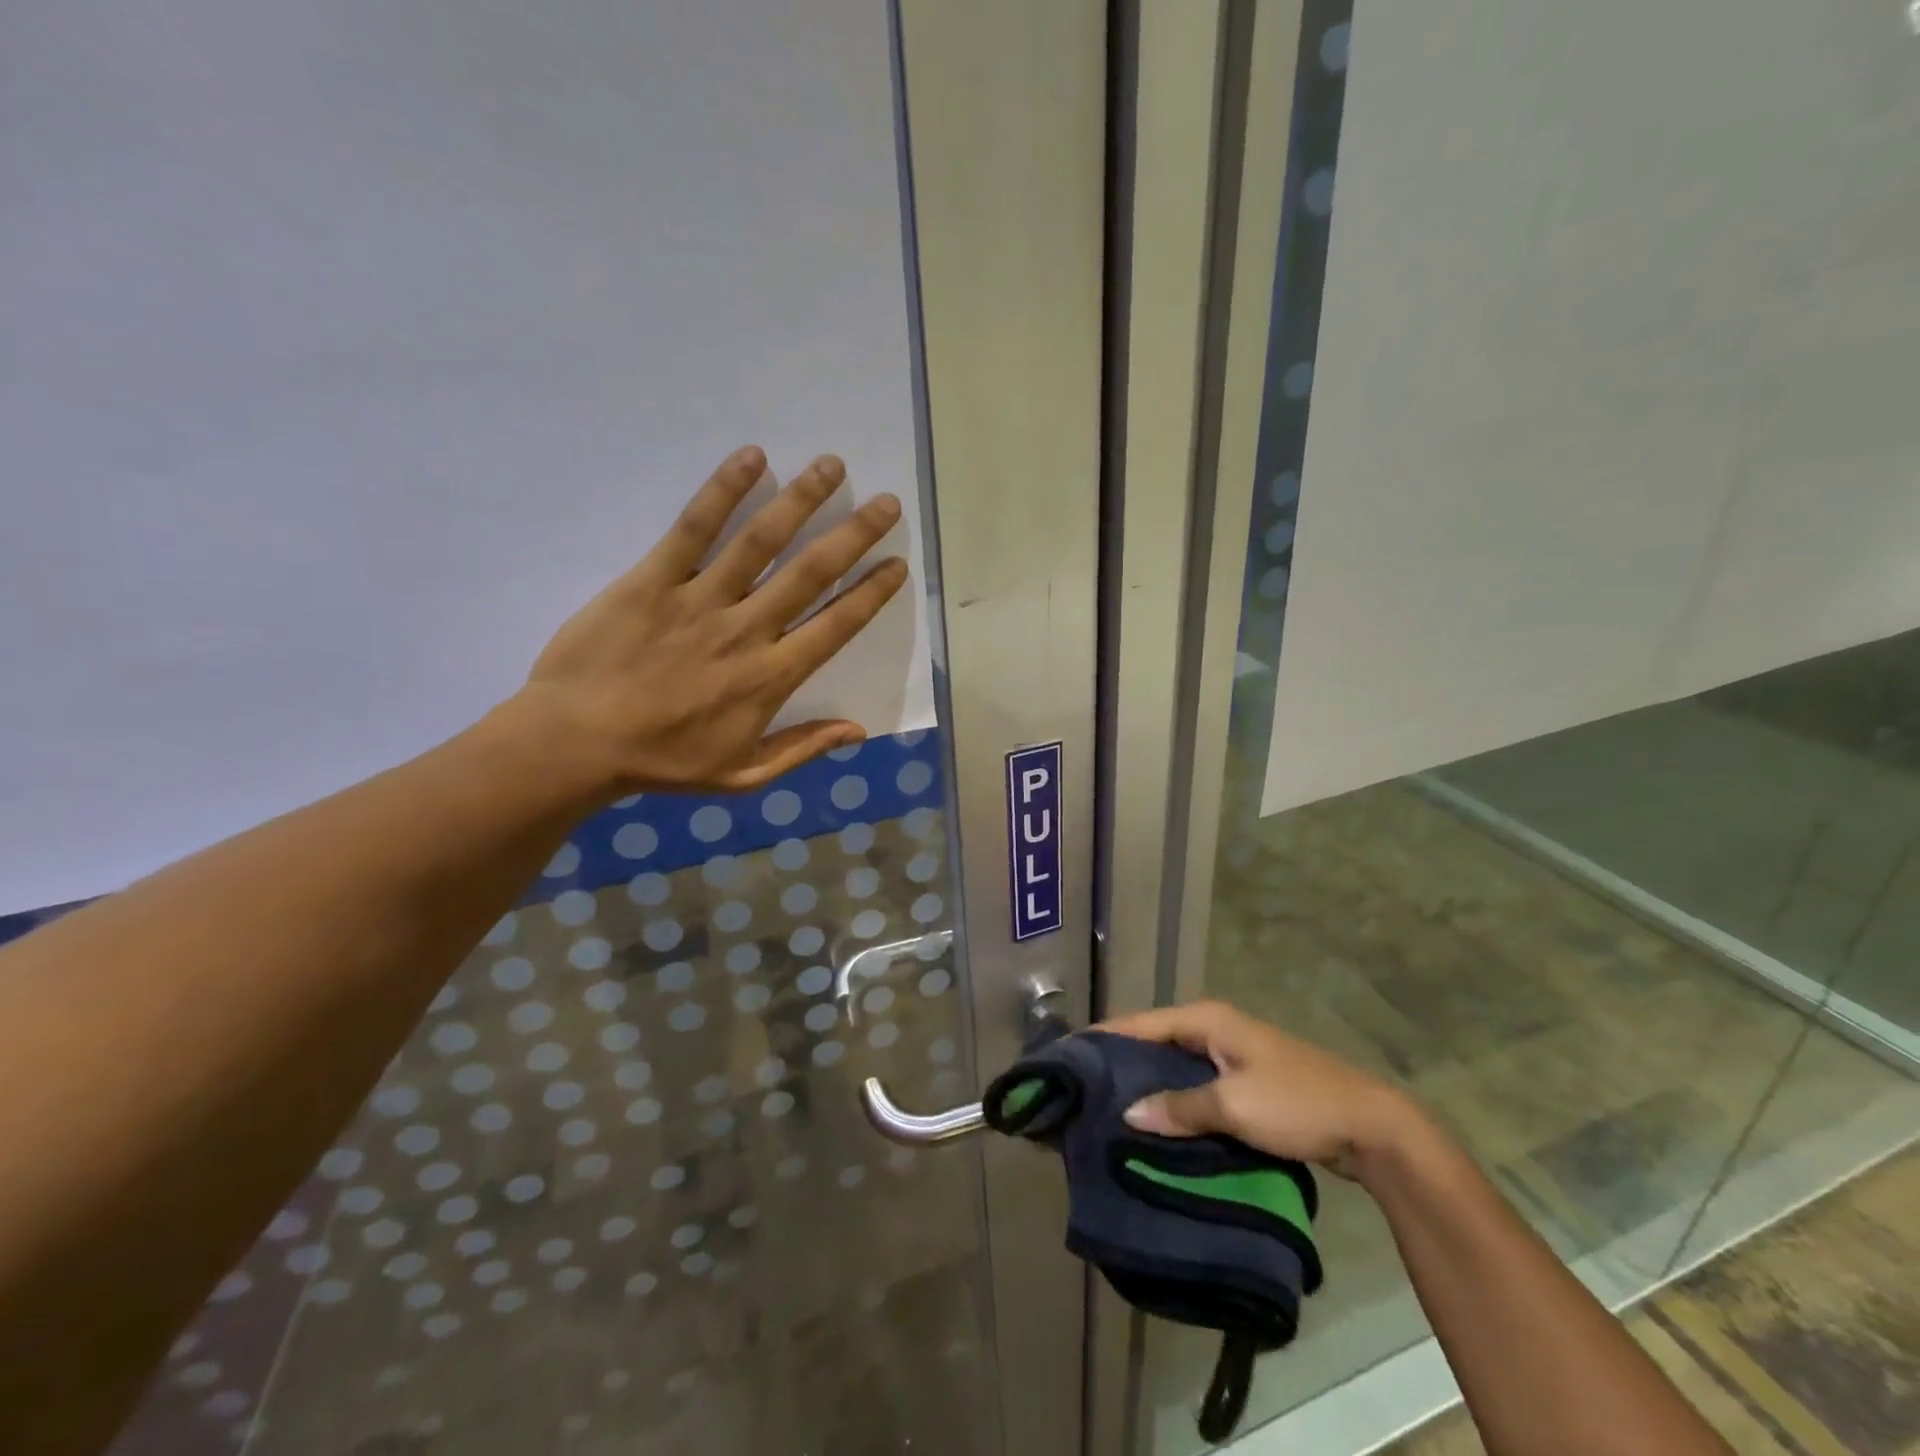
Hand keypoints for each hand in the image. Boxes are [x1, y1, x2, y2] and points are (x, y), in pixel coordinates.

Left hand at [516, 445, 908, 793]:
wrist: (576, 744)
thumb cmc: (663, 762)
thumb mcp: (743, 776)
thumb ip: (802, 749)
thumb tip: (859, 730)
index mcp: (772, 677)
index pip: (836, 625)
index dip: (871, 593)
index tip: (897, 564)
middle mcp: (747, 630)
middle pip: (810, 573)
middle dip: (854, 535)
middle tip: (886, 503)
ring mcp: (700, 599)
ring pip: (760, 542)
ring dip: (800, 500)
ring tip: (831, 466)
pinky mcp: (653, 579)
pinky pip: (693, 529)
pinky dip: (723, 491)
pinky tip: (751, 458)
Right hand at [1102, 1000, 1419, 1180]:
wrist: (1371, 1127)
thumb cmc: (1296, 1103)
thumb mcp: (1233, 1105)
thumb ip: (1179, 1108)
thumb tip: (1127, 1113)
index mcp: (1207, 1019)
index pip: (1141, 1022)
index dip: (1105, 1037)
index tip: (1068, 1055)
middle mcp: (1214, 1028)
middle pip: (1155, 1041)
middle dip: (1122, 1062)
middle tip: (1083, 1089)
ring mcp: (1230, 1054)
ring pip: (1174, 1065)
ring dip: (1148, 1084)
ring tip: (1109, 1108)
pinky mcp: (1243, 1081)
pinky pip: (1195, 1084)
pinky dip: (1174, 1099)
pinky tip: (1156, 1123)